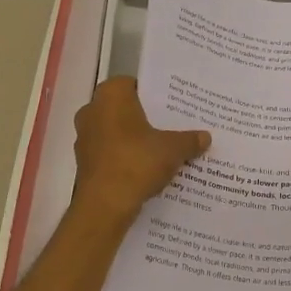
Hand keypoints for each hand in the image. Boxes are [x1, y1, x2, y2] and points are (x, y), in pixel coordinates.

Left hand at [71, 77, 209, 223]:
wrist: (104, 205)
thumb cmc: (136, 162)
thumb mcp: (173, 149)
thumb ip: (189, 140)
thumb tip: (205, 137)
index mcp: (110, 95)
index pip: (134, 84)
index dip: (154, 94)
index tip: (172, 106)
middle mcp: (92, 110)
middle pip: (125, 109)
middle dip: (146, 118)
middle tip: (172, 126)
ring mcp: (84, 137)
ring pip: (117, 131)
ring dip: (135, 139)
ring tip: (163, 148)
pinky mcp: (85, 162)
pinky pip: (111, 152)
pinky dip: (125, 157)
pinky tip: (147, 168)